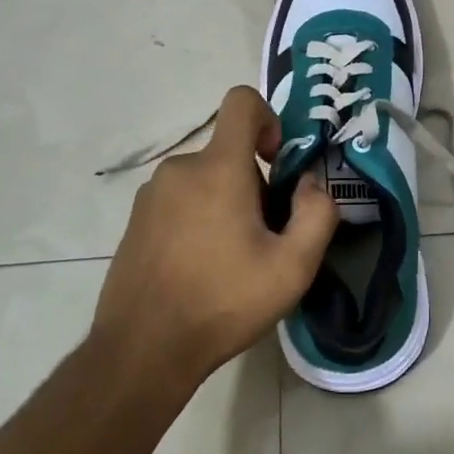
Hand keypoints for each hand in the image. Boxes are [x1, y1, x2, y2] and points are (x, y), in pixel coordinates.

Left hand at [92, 86, 338, 391]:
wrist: (142, 351)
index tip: (277, 164)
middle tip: (265, 238)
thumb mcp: (293, 266)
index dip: (269, 119)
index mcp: (218, 168)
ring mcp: (151, 196)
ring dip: (227, 204)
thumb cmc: (223, 301)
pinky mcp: (135, 222)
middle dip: (256, 183)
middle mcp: (180, 169)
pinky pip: (179, 202)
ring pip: (205, 180)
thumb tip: (311, 184)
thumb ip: (317, 214)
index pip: (241, 102)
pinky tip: (202, 270)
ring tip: (233, 260)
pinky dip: (199, 220)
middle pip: (229, 153)